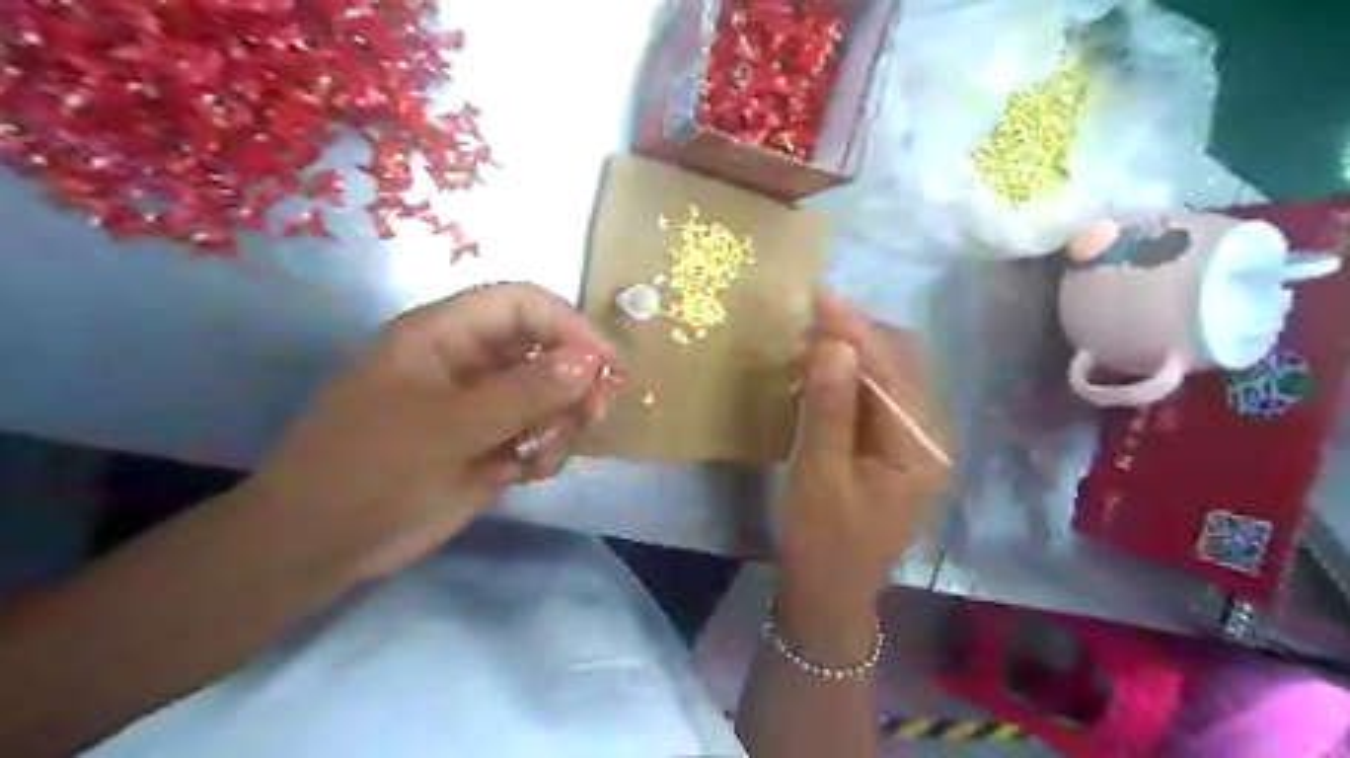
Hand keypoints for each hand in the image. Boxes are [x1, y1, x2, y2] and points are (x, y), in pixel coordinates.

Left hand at [235, 284, 611, 580]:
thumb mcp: (449, 428)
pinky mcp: (487, 444)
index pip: (521, 305)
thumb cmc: (371, 470)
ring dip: (560, 422)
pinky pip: (537, 434)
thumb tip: (590, 361)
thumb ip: (523, 393)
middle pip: (544, 350)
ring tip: (544, 457)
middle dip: (573, 381)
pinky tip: (530, 474)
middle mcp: (468, 362)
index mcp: (444, 335)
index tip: (606, 365)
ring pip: (547, 396)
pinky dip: (546, 451)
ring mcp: (480, 406)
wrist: (320, 546)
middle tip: (592, 417)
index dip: (568, 325)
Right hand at [769, 292, 946, 619]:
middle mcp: (927, 436)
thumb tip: (833, 344)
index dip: (854, 330)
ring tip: (801, 349)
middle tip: (803, 326)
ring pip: (886, 376)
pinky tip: (813, 375)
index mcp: (920, 447)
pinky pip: (872, 396)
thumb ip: (829, 407)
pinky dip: (844, 378)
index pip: (892, 370)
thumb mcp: (819, 474)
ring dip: (847, 355)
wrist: (827, 592)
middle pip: (899, 364)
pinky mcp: (889, 445)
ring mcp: (910, 440)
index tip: (818, 296)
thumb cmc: (822, 539)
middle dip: (853, 337)